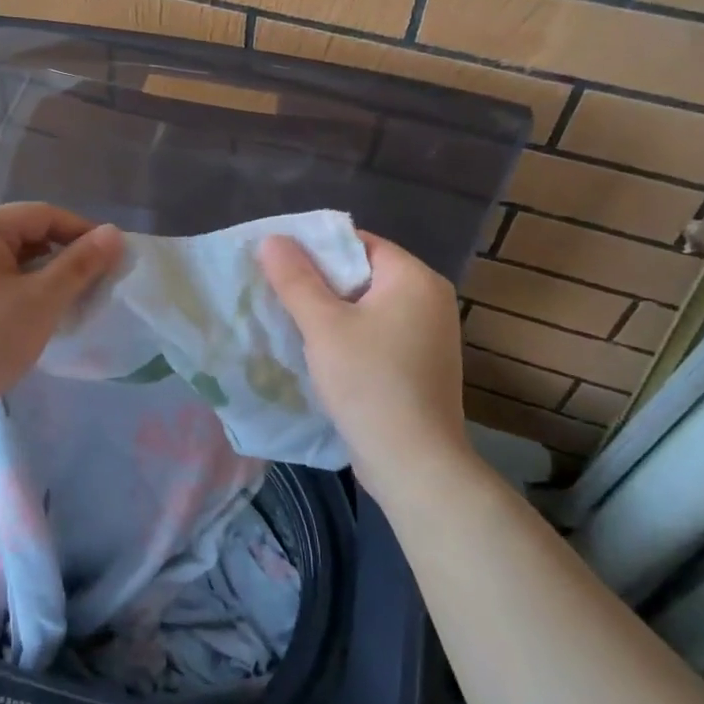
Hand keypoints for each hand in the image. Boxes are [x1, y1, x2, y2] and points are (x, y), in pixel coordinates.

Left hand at [0, 203, 123, 443]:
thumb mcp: (40, 301)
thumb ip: (79, 264)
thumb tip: (114, 233)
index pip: (42, 214)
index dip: (82, 232)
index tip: (112, 258)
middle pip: (22, 234)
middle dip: (61, 256)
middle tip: (92, 284)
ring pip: (6, 259)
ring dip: (39, 275)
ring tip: (66, 302)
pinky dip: (15, 290)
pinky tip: (30, 316)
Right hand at [259, 231, 470, 496]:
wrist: (414, 464)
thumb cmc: (369, 383)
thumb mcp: (323, 326)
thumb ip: (295, 279)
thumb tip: (272, 239)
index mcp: (414, 278)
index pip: (358, 243)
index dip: (316, 248)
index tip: (278, 263)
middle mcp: (430, 299)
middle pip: (363, 274)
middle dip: (320, 282)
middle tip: (277, 291)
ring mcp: (430, 335)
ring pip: (369, 307)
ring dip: (332, 312)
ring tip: (290, 319)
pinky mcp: (422, 365)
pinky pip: (379, 334)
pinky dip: (350, 336)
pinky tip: (319, 352)